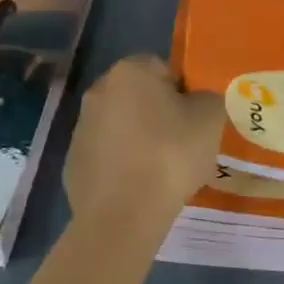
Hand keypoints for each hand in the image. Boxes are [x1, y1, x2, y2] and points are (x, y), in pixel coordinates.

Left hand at [64, 56, 222, 237]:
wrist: (122, 215)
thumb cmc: (170, 155)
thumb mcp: (210, 118)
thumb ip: (208, 98)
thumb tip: (197, 102)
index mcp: (130, 71)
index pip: (163, 68)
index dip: (183, 92)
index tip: (194, 121)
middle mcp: (99, 90)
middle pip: (139, 96)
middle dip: (159, 115)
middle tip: (182, 145)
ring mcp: (82, 126)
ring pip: (121, 125)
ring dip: (138, 139)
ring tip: (161, 172)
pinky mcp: (73, 160)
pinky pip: (107, 155)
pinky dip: (121, 165)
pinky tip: (138, 188)